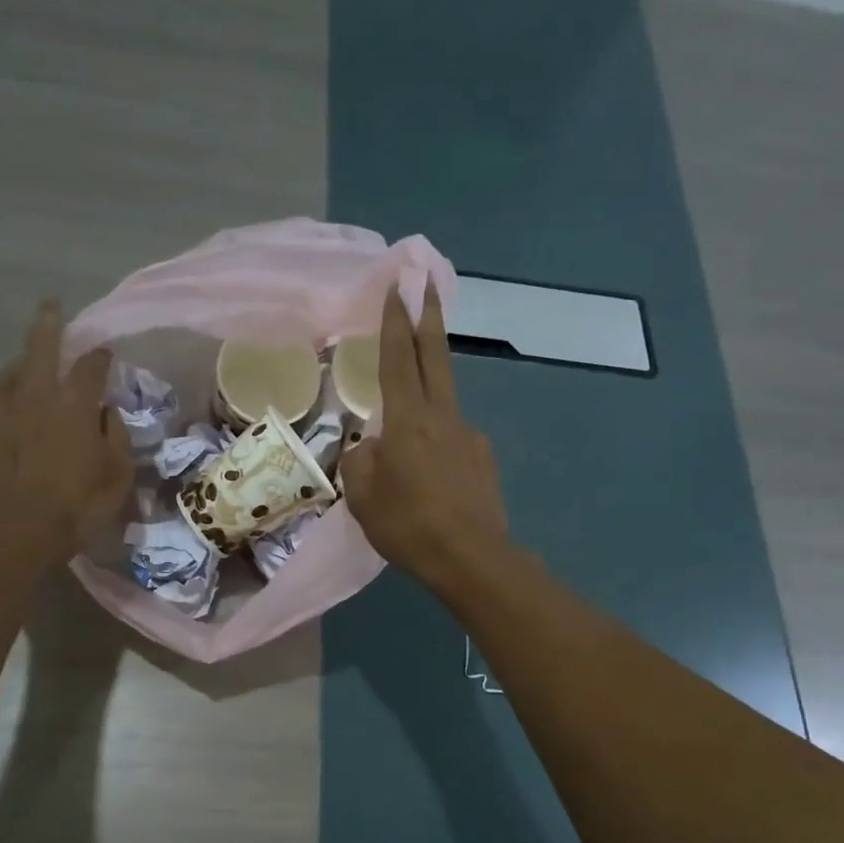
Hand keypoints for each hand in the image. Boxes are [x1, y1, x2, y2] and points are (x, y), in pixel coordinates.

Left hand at [0, 300, 132, 559]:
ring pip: (8, 376)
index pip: (90, 366)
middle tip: (50, 306)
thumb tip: (109, 413)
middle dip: (48, 324)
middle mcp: (35, 397)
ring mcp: (2, 414)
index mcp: (73, 404)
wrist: (20, 532)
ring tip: (24, 364)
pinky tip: (3, 418)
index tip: (107, 352)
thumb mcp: (118, 473)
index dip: (100, 356)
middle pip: (40, 348)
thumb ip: (117, 435)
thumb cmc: (79, 504)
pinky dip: (0, 410)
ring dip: (19, 364)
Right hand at [341, 283, 512, 594]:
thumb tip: (371, 447)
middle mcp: (442, 416)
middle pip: (435, 357)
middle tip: (428, 283)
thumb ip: (360, 461)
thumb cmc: (408, 525)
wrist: (471, 558)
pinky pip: (452, 441)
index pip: (398, 358)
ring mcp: (468, 436)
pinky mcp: (483, 459)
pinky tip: (430, 479)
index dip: (395, 321)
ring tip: (406, 440)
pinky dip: (436, 445)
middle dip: (429, 317)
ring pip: (443, 402)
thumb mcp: (363, 497)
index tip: (397, 287)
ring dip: (427, 394)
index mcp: (407, 420)